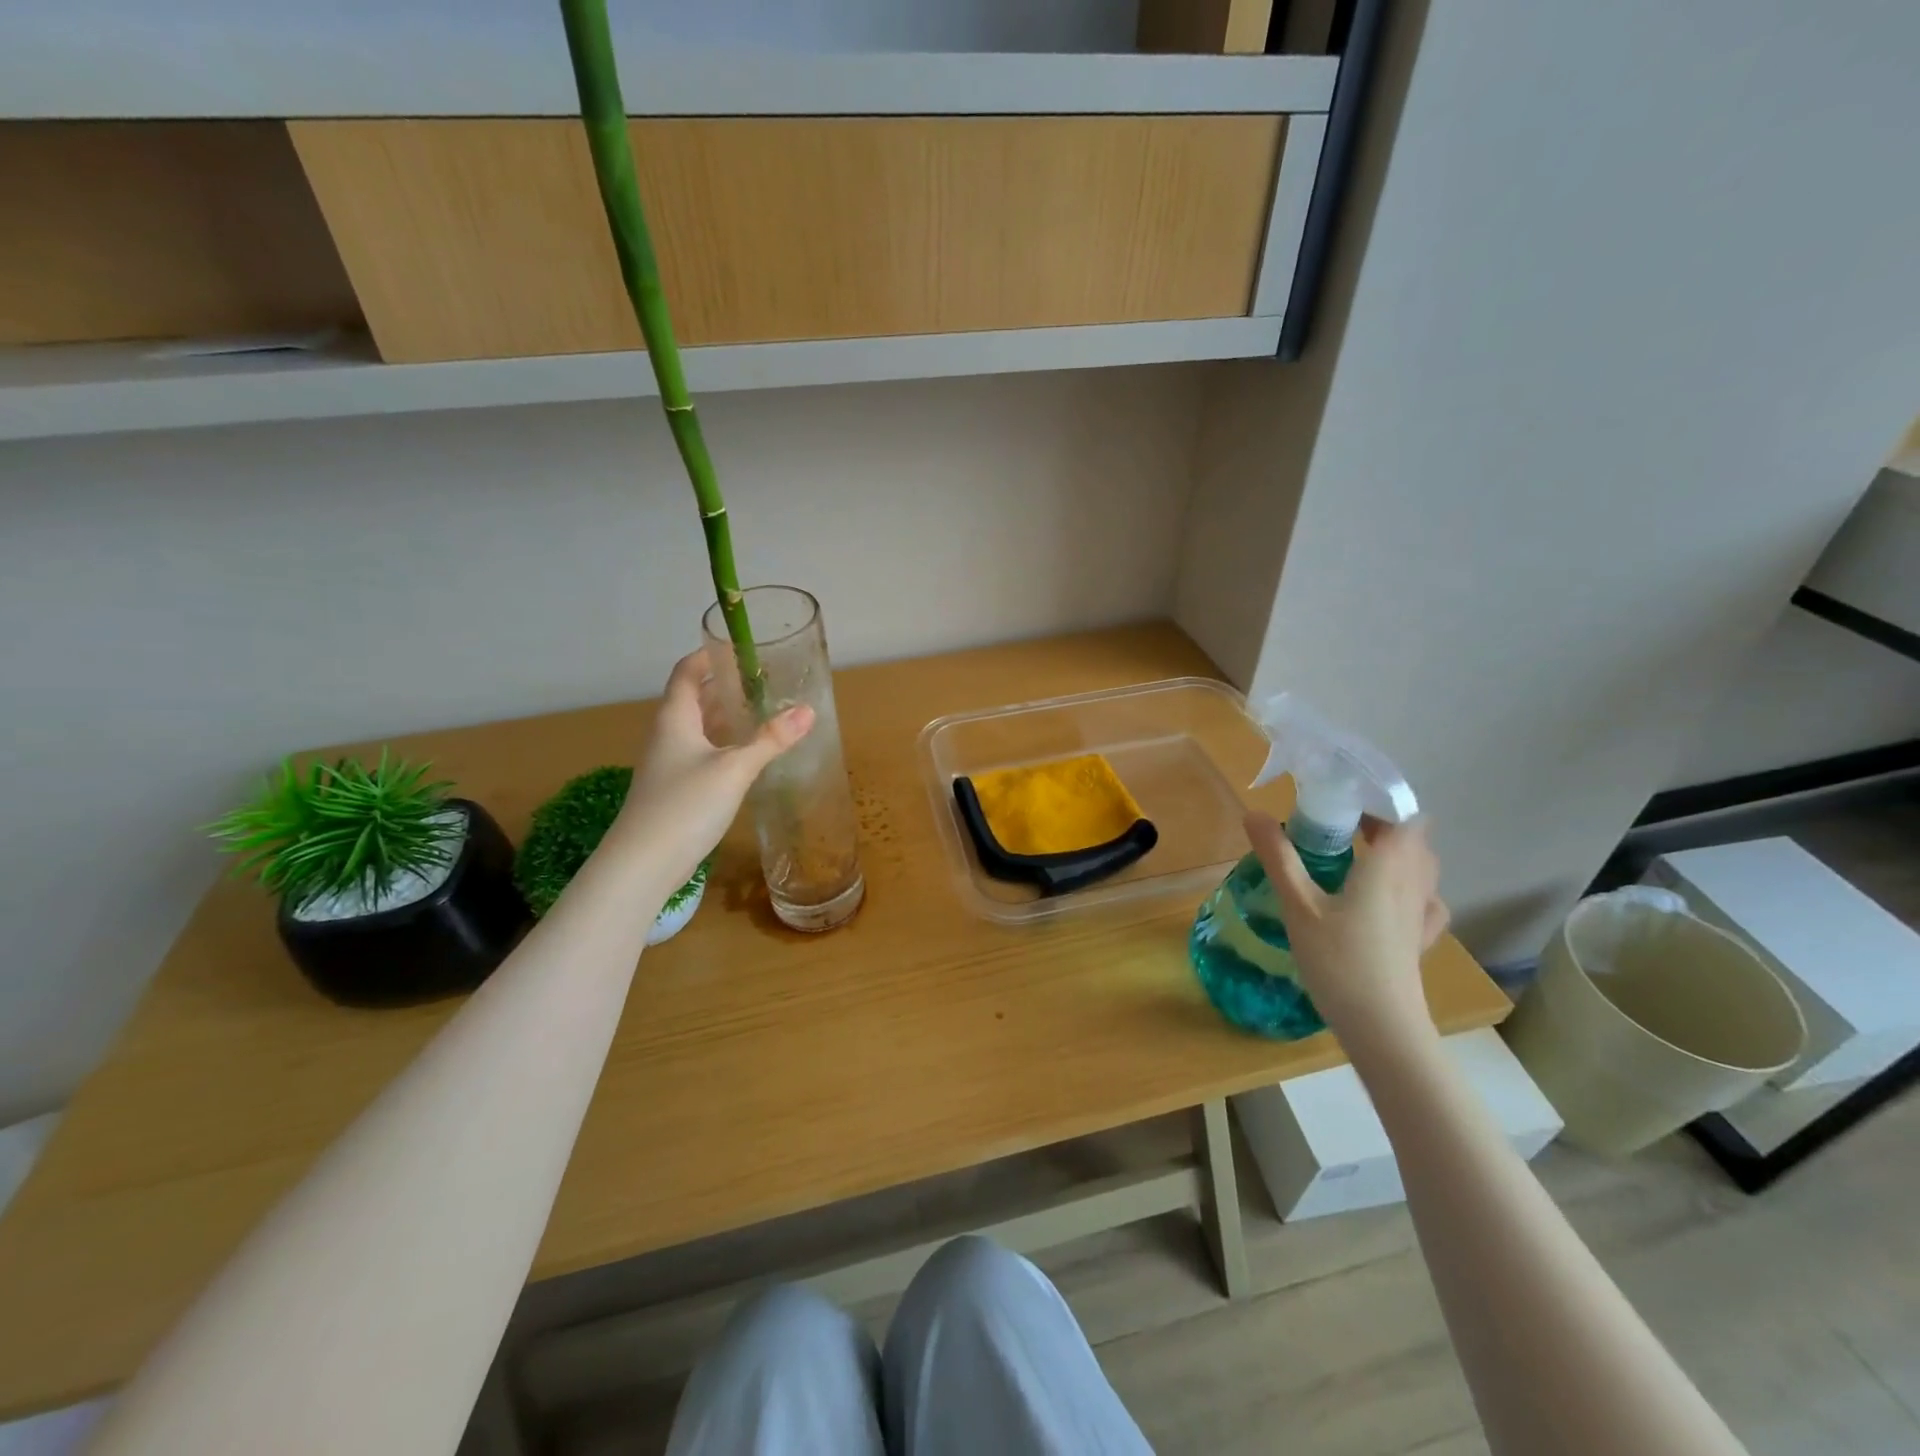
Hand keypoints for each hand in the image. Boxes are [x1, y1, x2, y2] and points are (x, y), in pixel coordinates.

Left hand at [612, 649, 813, 895]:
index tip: (739, 647)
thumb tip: (807, 711)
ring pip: (699, 728)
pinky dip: (724, 744)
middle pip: (694, 698)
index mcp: (675, 718)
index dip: (709, 656)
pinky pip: (702, 753)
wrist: (643, 864)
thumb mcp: (734, 769)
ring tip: (762, 710)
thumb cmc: (685, 805)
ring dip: (726, 716)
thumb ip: (770, 740)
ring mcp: (669, 763)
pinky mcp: (676, 788)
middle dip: (725, 686)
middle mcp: (667, 735)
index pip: (687, 672)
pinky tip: (747, 754)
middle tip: (763, 680)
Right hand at [1244, 811, 1449, 1059]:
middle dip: (1380, 825)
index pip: (1404, 816)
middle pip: (1413, 838)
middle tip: (1335, 827)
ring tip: (1355, 857)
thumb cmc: (1339, 961)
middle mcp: (1414, 883)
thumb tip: (1253, 814)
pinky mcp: (1421, 939)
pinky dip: (1407, 887)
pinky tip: (1384, 900)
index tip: (1342, 800)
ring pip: (1421, 867)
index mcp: (1389, 866)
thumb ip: (1278, 858)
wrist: (1382, 1028)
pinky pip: (1423, 899)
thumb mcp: (1299, 906)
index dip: (1379, 801)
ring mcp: (1422, 913)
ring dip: (1395, 853)